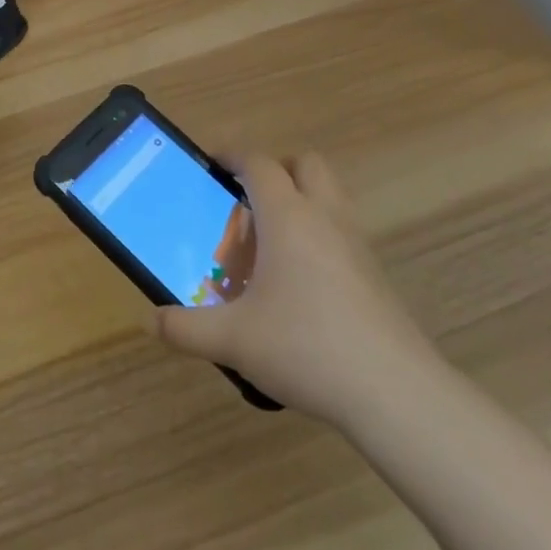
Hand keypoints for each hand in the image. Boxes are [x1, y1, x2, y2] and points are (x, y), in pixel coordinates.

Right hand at [152, 152, 443, 425]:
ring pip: (330, 196)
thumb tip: (154, 321)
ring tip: (270, 241)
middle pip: (305, 164)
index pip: (258, 162)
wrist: (396, 394)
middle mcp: (324, 218)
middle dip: (275, 170)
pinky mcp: (376, 276)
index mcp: (287, 216)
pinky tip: (299, 283)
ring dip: (301, 201)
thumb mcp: (233, 340)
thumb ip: (186, 328)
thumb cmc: (306, 347)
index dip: (232, 155)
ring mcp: (356, 245)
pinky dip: (319, 236)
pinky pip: (342, 232)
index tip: (211, 165)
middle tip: (246, 200)